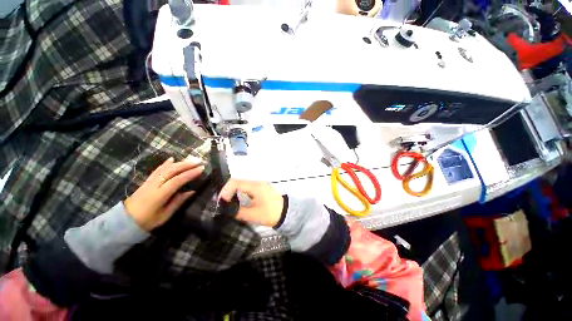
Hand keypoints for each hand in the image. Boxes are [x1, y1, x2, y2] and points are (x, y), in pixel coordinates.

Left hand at [124, 157, 203, 230]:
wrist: (125, 221)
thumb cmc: (147, 221)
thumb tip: (192, 191)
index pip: (177, 180)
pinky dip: (165, 163)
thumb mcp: (165, 215)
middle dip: (186, 164)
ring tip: (191, 159)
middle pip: (171, 171)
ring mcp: (149, 182)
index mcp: (159, 195)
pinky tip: (172, 159)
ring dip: (179, 162)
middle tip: (199, 161)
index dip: (190, 174)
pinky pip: (157, 170)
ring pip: (165, 168)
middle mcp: (154, 185)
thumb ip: (178, 201)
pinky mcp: (146, 181)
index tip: (201, 169)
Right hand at [220, 179, 283, 226]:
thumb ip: (238, 212)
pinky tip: (238, 202)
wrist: (287, 213)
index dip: (225, 191)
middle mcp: (257, 182)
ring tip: (229, 203)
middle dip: (228, 191)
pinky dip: (240, 193)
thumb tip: (227, 210)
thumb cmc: (271, 213)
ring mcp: (260, 185)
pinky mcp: (261, 189)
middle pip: (238, 182)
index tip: (221, 202)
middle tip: (223, 203)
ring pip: (242, 184)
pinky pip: (248, 188)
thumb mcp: (254, 215)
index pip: (235, 182)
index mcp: (255, 186)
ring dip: (234, 192)